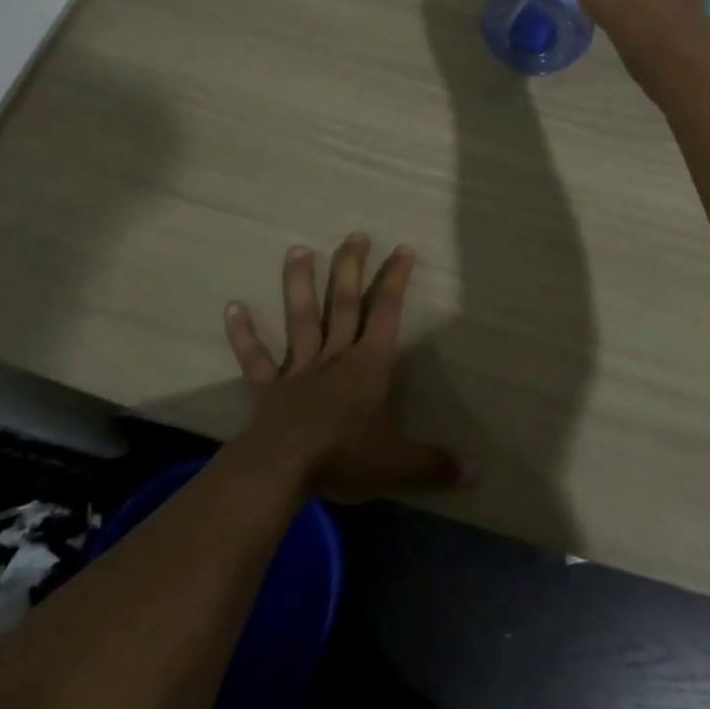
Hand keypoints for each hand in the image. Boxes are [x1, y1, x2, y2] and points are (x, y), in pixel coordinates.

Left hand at [224, 234, 471, 501]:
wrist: (282, 470)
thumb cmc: (344, 457)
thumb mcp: (397, 465)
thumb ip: (434, 464)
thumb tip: (477, 473)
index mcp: (368, 365)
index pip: (386, 312)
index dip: (395, 280)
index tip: (402, 248)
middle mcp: (335, 356)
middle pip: (343, 303)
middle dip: (350, 268)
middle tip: (354, 235)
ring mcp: (299, 369)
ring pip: (301, 318)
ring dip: (299, 284)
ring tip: (297, 249)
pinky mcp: (269, 389)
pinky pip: (256, 359)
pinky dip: (244, 335)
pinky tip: (232, 307)